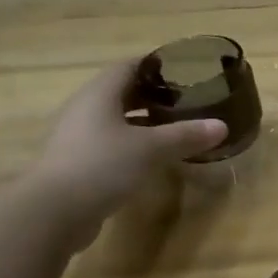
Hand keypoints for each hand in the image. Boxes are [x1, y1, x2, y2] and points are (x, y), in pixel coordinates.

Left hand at [24, 64, 226, 246]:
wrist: (55, 212)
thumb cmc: (102, 165)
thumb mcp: (150, 149)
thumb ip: (185, 135)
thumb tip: (222, 126)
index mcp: (99, 93)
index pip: (130, 66)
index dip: (157, 66)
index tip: (185, 71)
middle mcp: (86, 109)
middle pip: (123, 93)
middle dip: (154, 95)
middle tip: (187, 101)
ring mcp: (79, 137)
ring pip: (117, 120)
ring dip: (145, 122)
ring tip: (176, 128)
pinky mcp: (79, 163)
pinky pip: (112, 144)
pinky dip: (134, 145)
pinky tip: (154, 158)